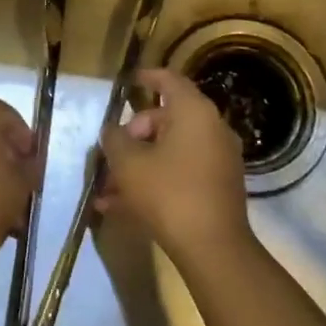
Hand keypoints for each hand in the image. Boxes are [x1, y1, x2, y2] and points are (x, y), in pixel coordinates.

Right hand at [97, 68, 251, 264]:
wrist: (213, 248)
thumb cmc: (168, 193)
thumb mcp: (128, 164)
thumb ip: (115, 139)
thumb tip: (112, 131)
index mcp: (194, 112)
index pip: (169, 80)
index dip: (146, 77)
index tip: (127, 81)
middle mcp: (212, 129)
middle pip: (166, 120)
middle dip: (133, 135)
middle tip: (110, 155)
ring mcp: (218, 160)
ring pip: (169, 152)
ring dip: (138, 165)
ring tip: (106, 189)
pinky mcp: (218, 188)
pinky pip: (180, 174)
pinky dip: (154, 182)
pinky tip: (121, 208)